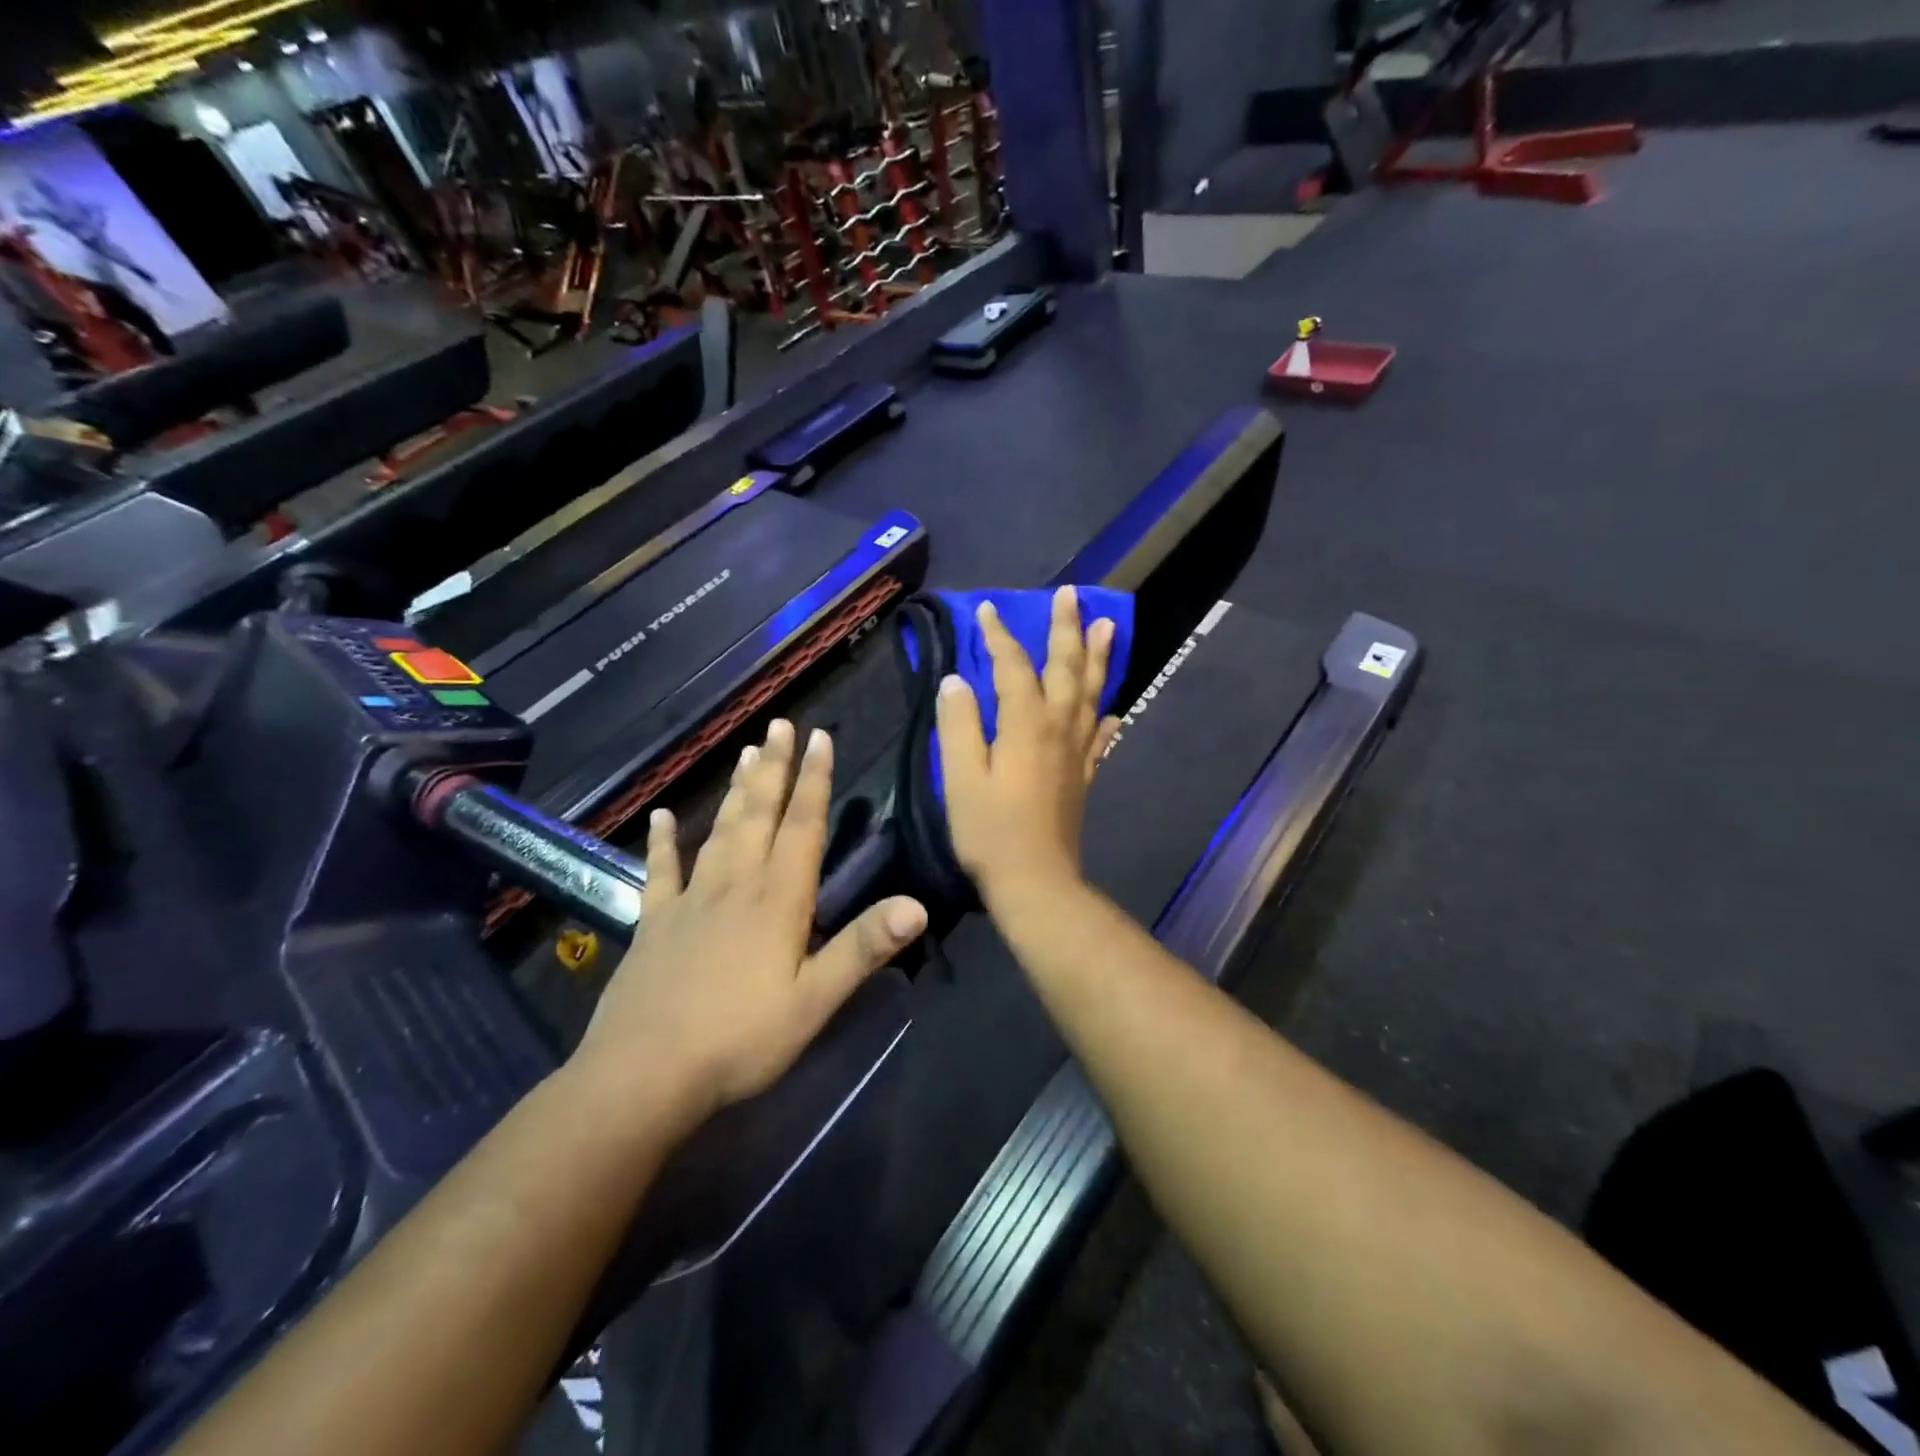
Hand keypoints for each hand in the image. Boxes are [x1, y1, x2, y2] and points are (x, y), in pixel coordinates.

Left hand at [572, 720, 927, 1133]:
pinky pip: (661, 872)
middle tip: (780, 725)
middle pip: (758, 814)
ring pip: (719, 831)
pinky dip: (662, 842)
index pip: (802, 826)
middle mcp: (735, 885)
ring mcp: (691, 901)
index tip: (820, 738)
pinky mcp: (655, 924)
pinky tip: (661, 817)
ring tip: (745, 752)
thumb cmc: (740, 1040)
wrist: (643, 1075)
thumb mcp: (814, 1001)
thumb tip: (917, 904)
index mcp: (777, 900)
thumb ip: (862, 948)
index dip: (814, 780)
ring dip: (735, 790)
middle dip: (774, 768)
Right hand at [935, 586, 1120, 908]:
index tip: (989, 609)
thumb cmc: (990, 830)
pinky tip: (1114, 709)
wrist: (1036, 881)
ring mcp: (1077, 752)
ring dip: (1098, 657)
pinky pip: (1100, 736)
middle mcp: (1058, 728)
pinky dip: (1106, 716)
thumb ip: (958, 725)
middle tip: (1073, 594)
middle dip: (1066, 628)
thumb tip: (956, 681)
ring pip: (1091, 693)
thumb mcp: (961, 777)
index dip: (1000, 636)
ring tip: (1107, 625)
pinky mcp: (1084, 776)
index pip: (1013, 667)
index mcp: (1026, 724)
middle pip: (1066, 668)